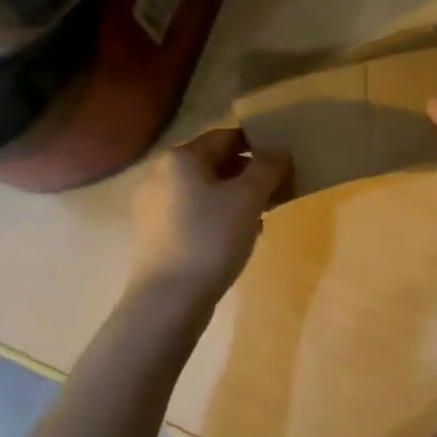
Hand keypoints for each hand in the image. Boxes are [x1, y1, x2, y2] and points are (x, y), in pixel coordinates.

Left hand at [128, 127, 291, 300]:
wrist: (168, 300)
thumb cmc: (211, 237)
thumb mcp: (248, 198)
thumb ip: (267, 167)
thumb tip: (277, 151)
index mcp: (181, 157)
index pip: (226, 137)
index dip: (258, 145)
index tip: (283, 161)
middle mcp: (161, 174)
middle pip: (214, 163)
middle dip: (248, 174)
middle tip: (277, 191)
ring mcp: (153, 205)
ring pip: (205, 190)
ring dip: (235, 198)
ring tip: (262, 218)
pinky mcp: (154, 234)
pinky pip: (193, 213)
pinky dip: (217, 216)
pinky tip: (237, 238)